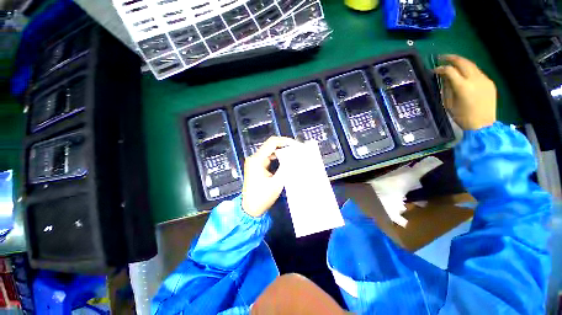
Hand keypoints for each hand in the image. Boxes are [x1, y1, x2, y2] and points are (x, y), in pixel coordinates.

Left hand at [242, 136, 298, 216]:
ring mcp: (255, 162)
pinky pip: (268, 158)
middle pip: (271, 145)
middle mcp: (255, 158)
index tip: (296, 145)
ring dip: (282, 152)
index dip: (285, 141)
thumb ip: (286, 168)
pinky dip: (278, 158)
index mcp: (257, 160)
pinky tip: (286, 160)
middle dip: (284, 146)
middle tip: (297, 149)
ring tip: (294, 154)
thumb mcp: (277, 182)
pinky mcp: (257, 166)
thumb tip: (296, 157)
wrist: (250, 209)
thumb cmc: (262, 197)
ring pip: (270, 151)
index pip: (272, 143)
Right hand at [435, 54, 496, 129]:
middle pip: (463, 62)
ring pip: (472, 65)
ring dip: (461, 62)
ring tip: (453, 63)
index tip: (435, 69)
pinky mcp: (490, 82)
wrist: (483, 124)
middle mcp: (475, 79)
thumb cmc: (462, 116)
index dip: (441, 68)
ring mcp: (484, 80)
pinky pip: (478, 72)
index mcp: (463, 86)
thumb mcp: (449, 104)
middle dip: (452, 58)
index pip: (450, 71)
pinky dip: (469, 70)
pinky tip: (464, 74)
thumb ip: (447, 88)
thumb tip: (444, 77)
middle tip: (442, 57)